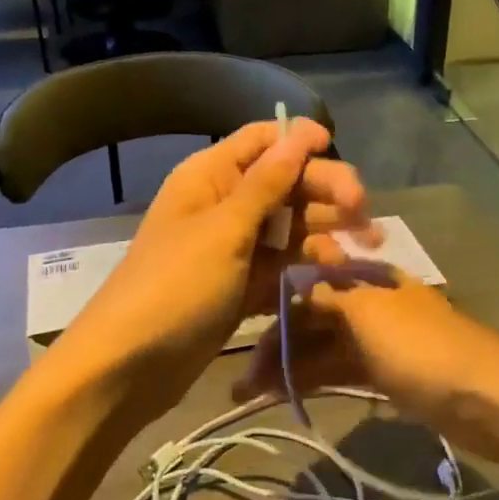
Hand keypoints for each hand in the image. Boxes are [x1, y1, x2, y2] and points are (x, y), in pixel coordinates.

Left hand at [55, 120, 371, 427]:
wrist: (130, 365)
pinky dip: (307, 267)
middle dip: (325, 190)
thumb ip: (266, 184)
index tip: (336, 148)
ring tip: (368, 243)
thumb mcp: (224, 230)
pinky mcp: (242, 285)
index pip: (260, 141)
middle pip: (284, 183)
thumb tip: (299, 134)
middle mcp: (223, 204)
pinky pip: (283, 265)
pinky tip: (336, 273)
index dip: (298, 139)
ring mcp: (233, 248)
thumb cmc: (176, 285)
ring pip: (289, 226)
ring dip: (325, 230)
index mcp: (210, 177)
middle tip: (365, 210)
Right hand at [235, 233, 498, 466]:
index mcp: (367, 278)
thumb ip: (329, 293)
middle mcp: (369, 303)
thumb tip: (296, 269)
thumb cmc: (424, 349)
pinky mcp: (386, 375)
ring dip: (288, 368)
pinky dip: (313, 382)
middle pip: (312, 318)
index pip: (309, 280)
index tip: (240, 325)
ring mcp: (378, 342)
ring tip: (248, 396)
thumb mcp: (370, 313)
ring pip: (322, 349)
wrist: (489, 400)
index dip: (275, 302)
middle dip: (275, 344)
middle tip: (240, 382)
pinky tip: (284, 397)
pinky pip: (339, 372)